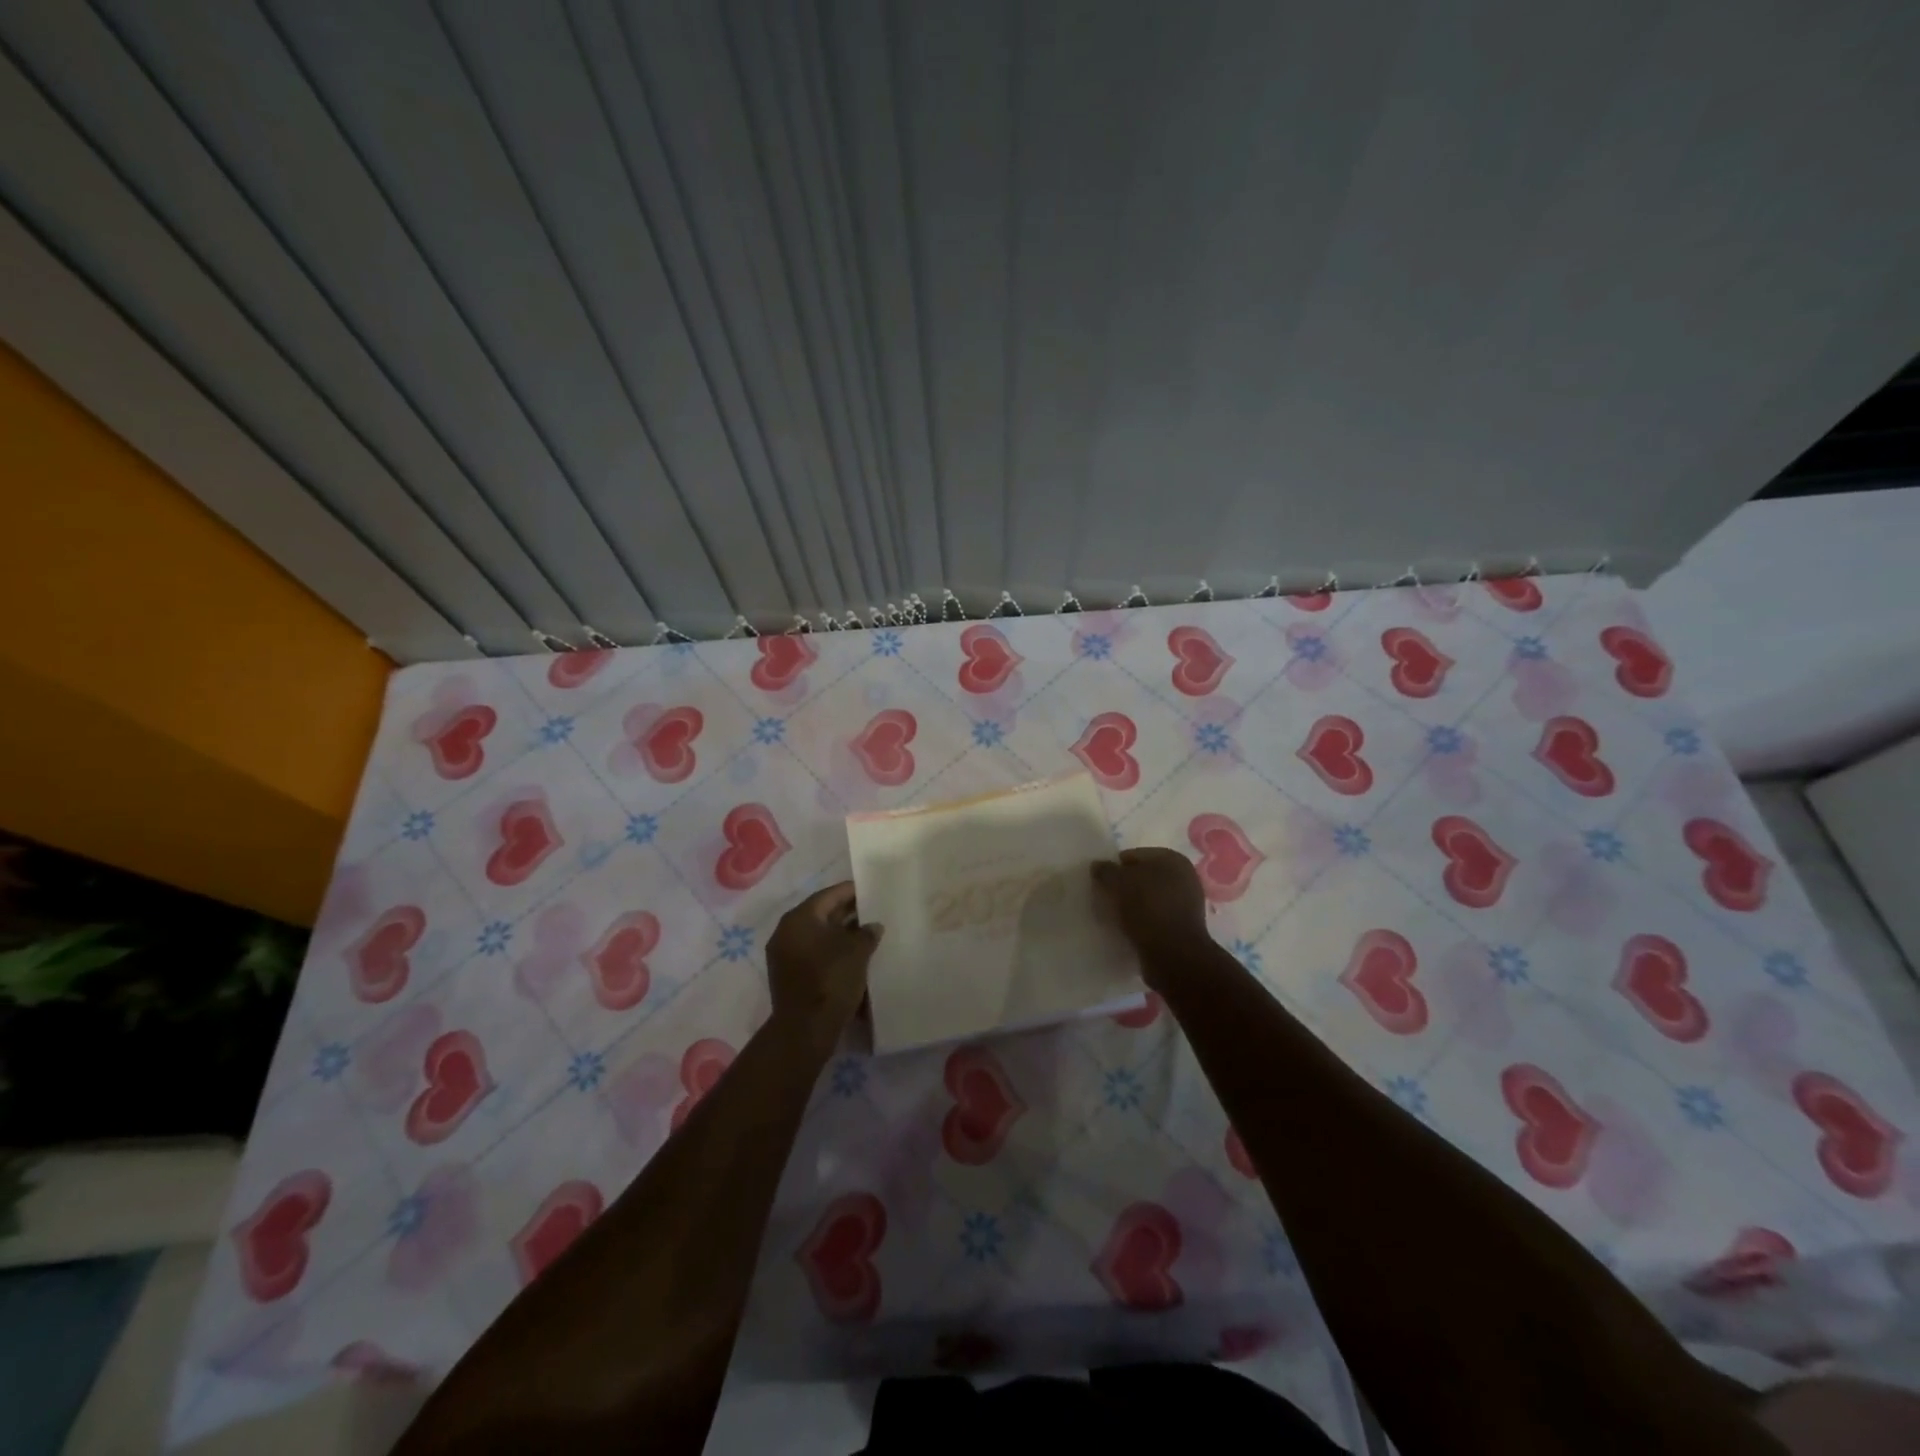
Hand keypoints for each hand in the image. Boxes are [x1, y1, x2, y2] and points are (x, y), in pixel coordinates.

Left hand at [766, 882, 881, 1052]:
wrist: (805, 1029)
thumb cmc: (831, 980)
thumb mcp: (857, 952)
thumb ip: (867, 933)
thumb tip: (872, 926)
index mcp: (799, 918)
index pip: (828, 895)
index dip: (851, 891)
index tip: (870, 889)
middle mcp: (786, 932)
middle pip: (821, 914)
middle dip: (847, 912)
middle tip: (872, 910)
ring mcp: (784, 955)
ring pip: (817, 935)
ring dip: (840, 933)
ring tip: (867, 933)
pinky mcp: (789, 975)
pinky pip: (813, 953)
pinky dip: (832, 950)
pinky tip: (853, 955)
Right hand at [1092, 848, 1209, 979]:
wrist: (1173, 955)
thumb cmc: (1147, 908)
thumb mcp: (1117, 883)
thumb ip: (1105, 870)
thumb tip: (1098, 866)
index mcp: (1172, 859)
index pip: (1133, 856)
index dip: (1114, 868)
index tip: (1101, 884)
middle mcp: (1184, 877)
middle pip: (1142, 878)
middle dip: (1124, 887)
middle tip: (1106, 900)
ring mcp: (1186, 904)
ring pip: (1148, 899)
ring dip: (1132, 906)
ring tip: (1114, 918)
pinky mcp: (1183, 928)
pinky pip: (1154, 919)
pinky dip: (1141, 923)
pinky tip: (1128, 931)